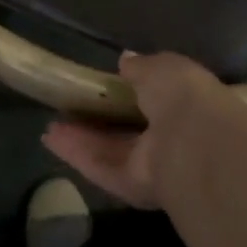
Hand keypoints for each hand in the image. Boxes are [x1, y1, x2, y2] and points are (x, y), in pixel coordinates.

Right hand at [40, 51, 234, 208]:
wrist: (195, 145)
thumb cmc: (185, 96)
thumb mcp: (163, 67)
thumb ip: (142, 66)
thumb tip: (125, 60)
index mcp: (188, 106)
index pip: (158, 99)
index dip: (132, 92)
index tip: (105, 85)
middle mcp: (172, 139)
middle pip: (130, 130)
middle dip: (102, 120)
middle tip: (71, 107)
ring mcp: (152, 166)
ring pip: (112, 151)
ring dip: (82, 137)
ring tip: (52, 124)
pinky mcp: (132, 187)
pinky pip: (101, 167)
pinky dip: (77, 153)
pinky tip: (51, 138)